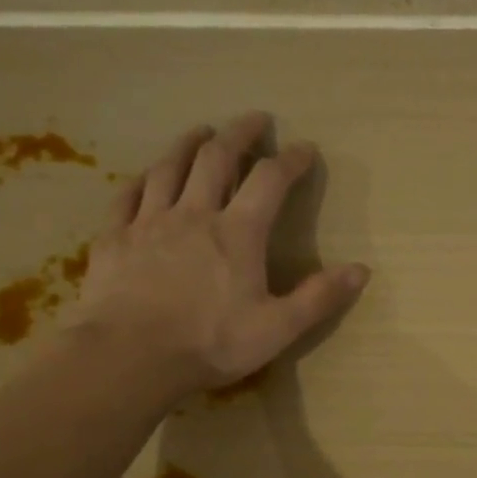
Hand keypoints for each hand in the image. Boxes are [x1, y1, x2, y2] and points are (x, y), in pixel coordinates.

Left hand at [63, 112, 368, 396]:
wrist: (129, 357)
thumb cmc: (209, 344)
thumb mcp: (277, 328)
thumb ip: (318, 297)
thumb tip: (361, 270)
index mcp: (237, 233)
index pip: (269, 181)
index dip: (290, 160)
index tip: (305, 148)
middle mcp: (194, 214)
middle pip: (216, 158)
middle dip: (238, 134)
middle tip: (254, 120)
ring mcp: (149, 222)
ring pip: (169, 168)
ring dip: (188, 144)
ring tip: (201, 131)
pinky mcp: (115, 238)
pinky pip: (128, 196)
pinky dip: (143, 179)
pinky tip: (147, 177)